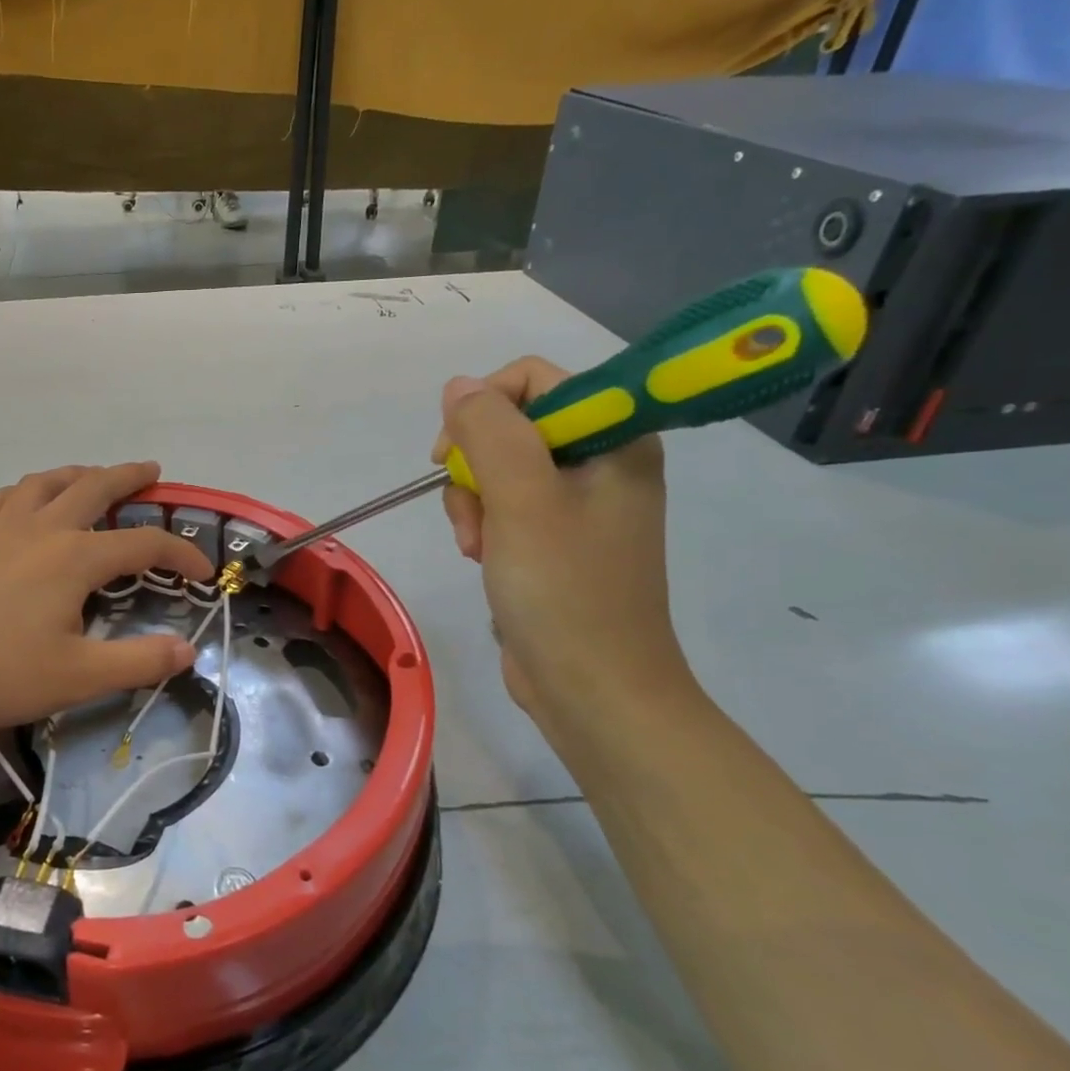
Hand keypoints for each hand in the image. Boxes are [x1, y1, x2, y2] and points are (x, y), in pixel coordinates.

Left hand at [0, 462, 212, 732]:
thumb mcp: (77, 677)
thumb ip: (138, 662)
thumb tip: (188, 651)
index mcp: (75, 558)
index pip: (143, 545)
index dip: (180, 554)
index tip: (203, 574)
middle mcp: (42, 530)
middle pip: (94, 488)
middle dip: (128, 478)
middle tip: (151, 472)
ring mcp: (0, 531)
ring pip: (45, 484)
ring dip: (76, 474)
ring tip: (91, 476)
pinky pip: (3, 501)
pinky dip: (25, 492)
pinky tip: (24, 500)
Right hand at [435, 360, 694, 733]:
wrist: (592, 689)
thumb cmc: (565, 589)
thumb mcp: (521, 499)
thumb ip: (488, 431)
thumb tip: (458, 387)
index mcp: (616, 439)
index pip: (538, 381)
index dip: (486, 406)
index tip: (453, 450)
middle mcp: (602, 462)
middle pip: (512, 426)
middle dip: (476, 467)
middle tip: (475, 514)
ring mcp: (580, 504)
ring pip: (498, 469)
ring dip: (473, 503)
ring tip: (478, 547)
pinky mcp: (557, 540)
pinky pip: (504, 507)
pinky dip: (483, 527)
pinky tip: (482, 559)